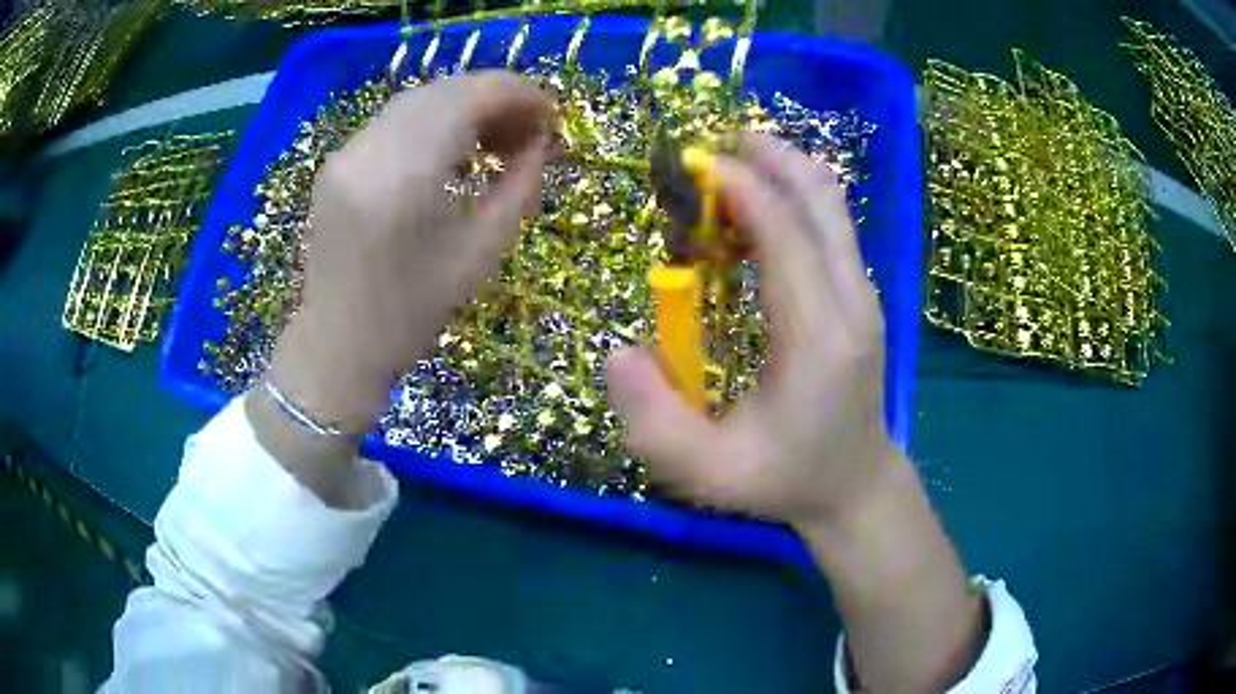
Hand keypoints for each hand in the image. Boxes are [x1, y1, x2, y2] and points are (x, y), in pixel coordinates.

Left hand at [268, 71, 553, 433]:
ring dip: (466, 107)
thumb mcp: (480, 257)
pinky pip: (396, 120)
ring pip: (420, 99)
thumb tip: (540, 144)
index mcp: (403, 178)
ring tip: (497, 140)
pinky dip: (434, 121)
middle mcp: (369, 149)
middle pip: (445, 90)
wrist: (336, 344)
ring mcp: (347, 152)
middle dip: (496, 98)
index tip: (551, 116)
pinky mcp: (338, 160)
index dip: (519, 94)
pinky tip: (454, 150)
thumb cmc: (410, 315)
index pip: (469, 98)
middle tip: (529, 131)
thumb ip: (519, 189)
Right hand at [606, 132, 900, 528]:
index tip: (691, 165)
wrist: (856, 486)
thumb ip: (654, 423)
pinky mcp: (861, 296)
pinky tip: (754, 212)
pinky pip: (831, 225)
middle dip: (769, 159)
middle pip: (821, 198)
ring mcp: (864, 295)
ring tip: (729, 168)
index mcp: (820, 338)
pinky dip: (793, 199)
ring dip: (782, 172)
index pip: (785, 234)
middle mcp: (853, 301)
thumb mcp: (708, 472)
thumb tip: (619, 354)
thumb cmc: (784, 481)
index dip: (739, 188)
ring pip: (831, 204)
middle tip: (711, 149)